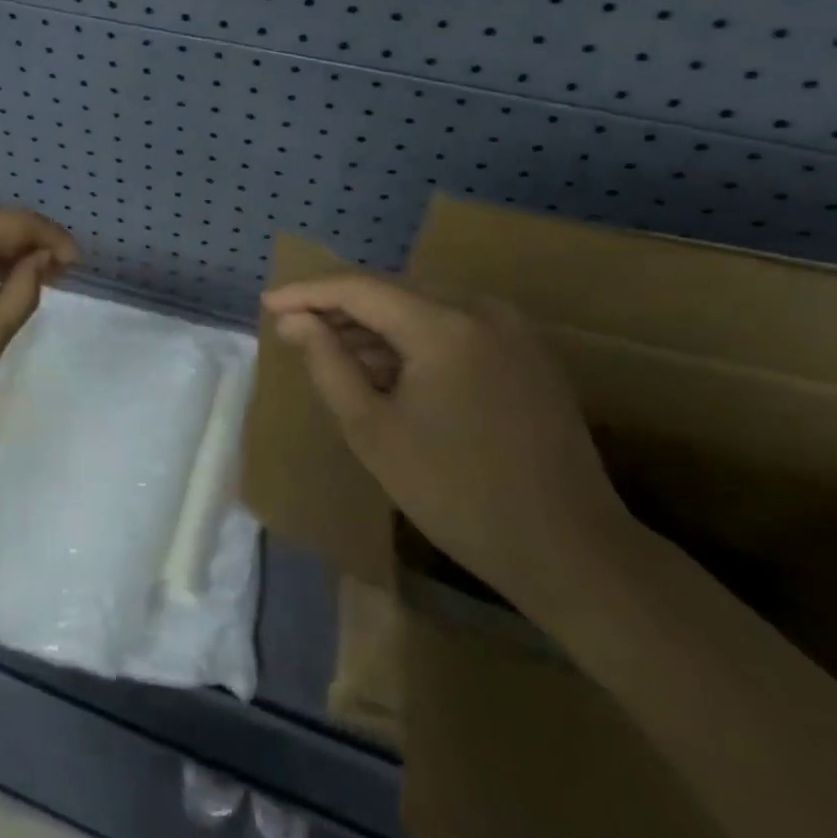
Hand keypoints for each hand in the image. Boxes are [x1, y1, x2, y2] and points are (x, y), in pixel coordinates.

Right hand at [260, 273, 629, 607]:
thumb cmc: (456, 493)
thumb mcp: (373, 430)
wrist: (569, 548)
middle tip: (296, 332)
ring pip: (422, 305)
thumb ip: (327, 364)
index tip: (267, 306)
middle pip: (391, 290)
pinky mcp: (526, 350)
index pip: (359, 288)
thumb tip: (293, 321)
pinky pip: (453, 324)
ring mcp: (511, 328)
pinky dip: (413, 337)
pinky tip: (389, 367)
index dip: (307, 293)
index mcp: (444, 325)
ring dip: (375, 324)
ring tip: (335, 354)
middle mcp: (481, 309)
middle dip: (340, 308)